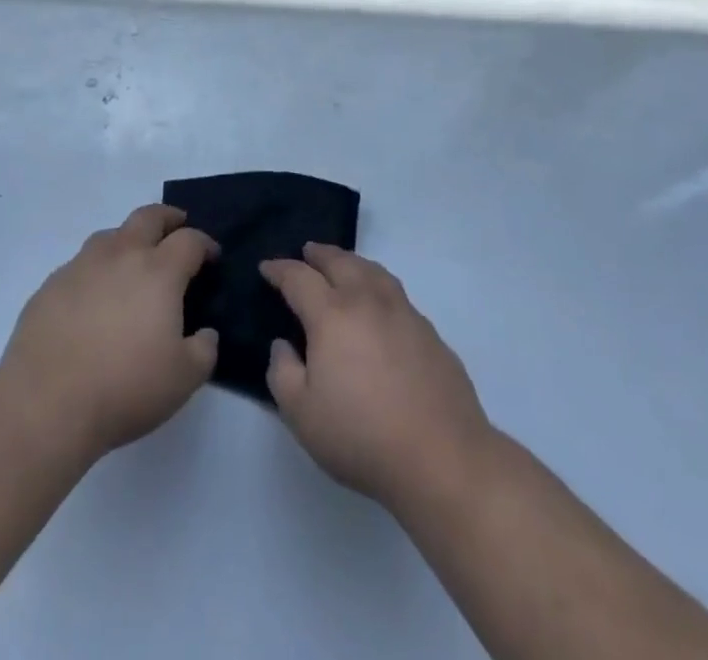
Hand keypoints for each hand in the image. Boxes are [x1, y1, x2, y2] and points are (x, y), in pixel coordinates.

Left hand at [0, 203, 218, 463]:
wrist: (45, 407)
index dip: (205, 244)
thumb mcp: (184, 379)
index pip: (189, 240)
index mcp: (158, 271)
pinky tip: (93, 299)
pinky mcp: (49, 287)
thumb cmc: (125, 389)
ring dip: (128, 240)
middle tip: (176, 229)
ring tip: (132, 263)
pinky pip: (79, 266)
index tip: (211, 257)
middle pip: (148, 217)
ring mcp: (80, 267)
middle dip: (167, 218)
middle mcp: (120, 256)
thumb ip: (204, 350)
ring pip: (110, 235)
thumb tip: (205, 334)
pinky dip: (95, 271)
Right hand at [262, 243, 492, 510]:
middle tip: (306, 251)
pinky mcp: (429, 332)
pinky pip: (396, 293)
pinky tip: (378, 304)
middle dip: (319, 254)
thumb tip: (283, 344)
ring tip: (343, 265)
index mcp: (332, 315)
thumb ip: (283, 373)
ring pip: (373, 271)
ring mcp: (404, 313)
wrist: (441, 456)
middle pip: (340, 262)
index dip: (280, 269)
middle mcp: (367, 301)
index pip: (299, 278)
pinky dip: (378, 285)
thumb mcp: (301, 414)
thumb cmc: (361, 436)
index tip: (267, 267)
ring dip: (352, 262)